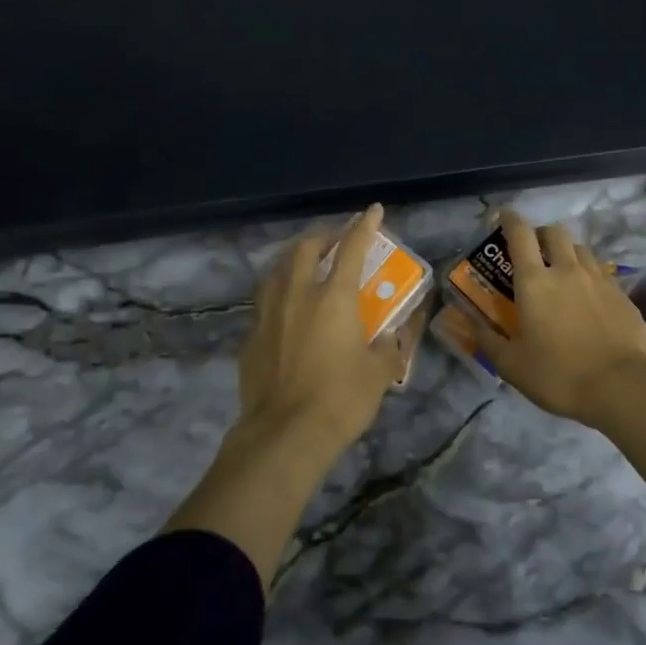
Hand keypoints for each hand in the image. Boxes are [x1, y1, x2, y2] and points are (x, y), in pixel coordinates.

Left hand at [232, 203, 409, 465]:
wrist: (285, 434)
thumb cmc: (341, 399)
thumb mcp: (380, 373)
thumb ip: (390, 346)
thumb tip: (395, 334)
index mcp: (333, 298)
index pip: (351, 249)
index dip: (363, 226)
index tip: (372, 210)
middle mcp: (296, 295)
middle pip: (304, 249)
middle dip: (322, 237)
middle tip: (335, 240)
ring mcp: (267, 315)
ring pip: (275, 271)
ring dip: (292, 261)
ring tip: (303, 266)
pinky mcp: (250, 338)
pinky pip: (263, 305)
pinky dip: (277, 297)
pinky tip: (283, 313)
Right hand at [465, 209, 645, 428]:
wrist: (623, 387)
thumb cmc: (558, 375)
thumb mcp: (511, 365)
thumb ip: (487, 340)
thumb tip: (466, 322)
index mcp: (534, 282)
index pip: (520, 235)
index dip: (510, 220)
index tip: (503, 216)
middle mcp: (567, 271)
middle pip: (554, 233)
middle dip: (541, 234)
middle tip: (533, 250)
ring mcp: (599, 280)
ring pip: (581, 249)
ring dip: (567, 252)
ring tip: (562, 272)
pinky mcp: (622, 295)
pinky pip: (601, 273)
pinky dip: (589, 275)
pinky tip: (588, 298)